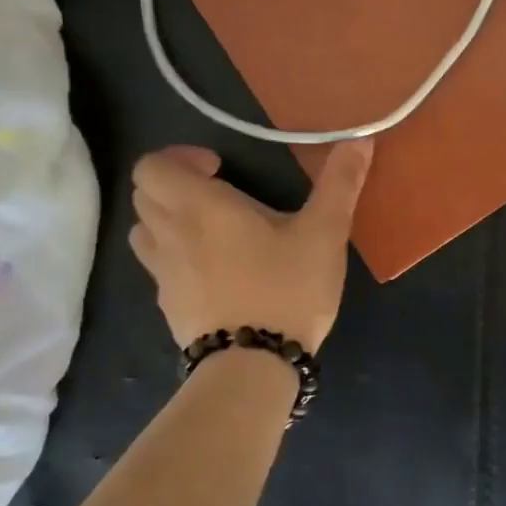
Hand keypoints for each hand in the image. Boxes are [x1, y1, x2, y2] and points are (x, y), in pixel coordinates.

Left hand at [129, 140, 373, 351]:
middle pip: (144, 194)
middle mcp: (170, 234)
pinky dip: (175, 256)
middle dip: (175, 184)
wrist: (254, 366)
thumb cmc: (287, 288)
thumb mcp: (324, 233)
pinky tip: (215, 271)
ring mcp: (163, 274)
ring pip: (144, 231)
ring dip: (168, 219)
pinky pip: (157, 267)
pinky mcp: (168, 306)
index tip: (220, 168)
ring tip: (211, 230)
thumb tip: (360, 139)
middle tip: (218, 194)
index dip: (179, 157)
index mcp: (200, 207)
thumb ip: (340, 183)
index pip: (152, 166)